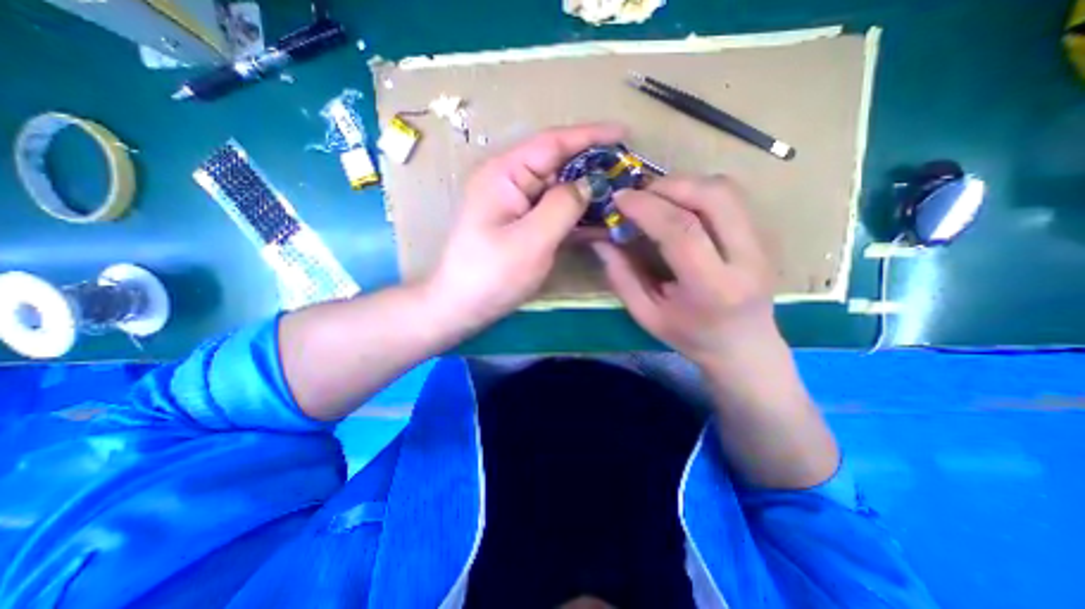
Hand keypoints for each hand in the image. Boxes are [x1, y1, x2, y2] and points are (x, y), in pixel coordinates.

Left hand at [426, 122, 623, 326]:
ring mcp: (517, 206)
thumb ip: (563, 206)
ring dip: (589, 195)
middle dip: (593, 167)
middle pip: (558, 165)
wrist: (462, 306)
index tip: (624, 133)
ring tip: (623, 198)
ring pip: (560, 191)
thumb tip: (589, 183)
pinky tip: (602, 223)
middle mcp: (510, 183)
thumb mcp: (531, 241)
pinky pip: (555, 214)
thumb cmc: (491, 275)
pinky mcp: (523, 226)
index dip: (589, 136)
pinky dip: (578, 218)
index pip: (552, 143)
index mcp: (505, 174)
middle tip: (630, 174)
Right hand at [592, 173, 779, 368]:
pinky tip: (679, 204)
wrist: (744, 345)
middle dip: (668, 185)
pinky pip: (731, 196)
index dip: (647, 207)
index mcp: (712, 287)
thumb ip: (622, 277)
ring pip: (726, 189)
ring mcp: (762, 243)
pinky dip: (699, 190)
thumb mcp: (646, 315)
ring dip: (685, 183)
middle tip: (639, 195)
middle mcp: (746, 259)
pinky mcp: (764, 234)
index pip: (682, 230)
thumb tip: (601, 240)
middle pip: (712, 197)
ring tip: (656, 197)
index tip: (619, 199)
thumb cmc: (691, 336)